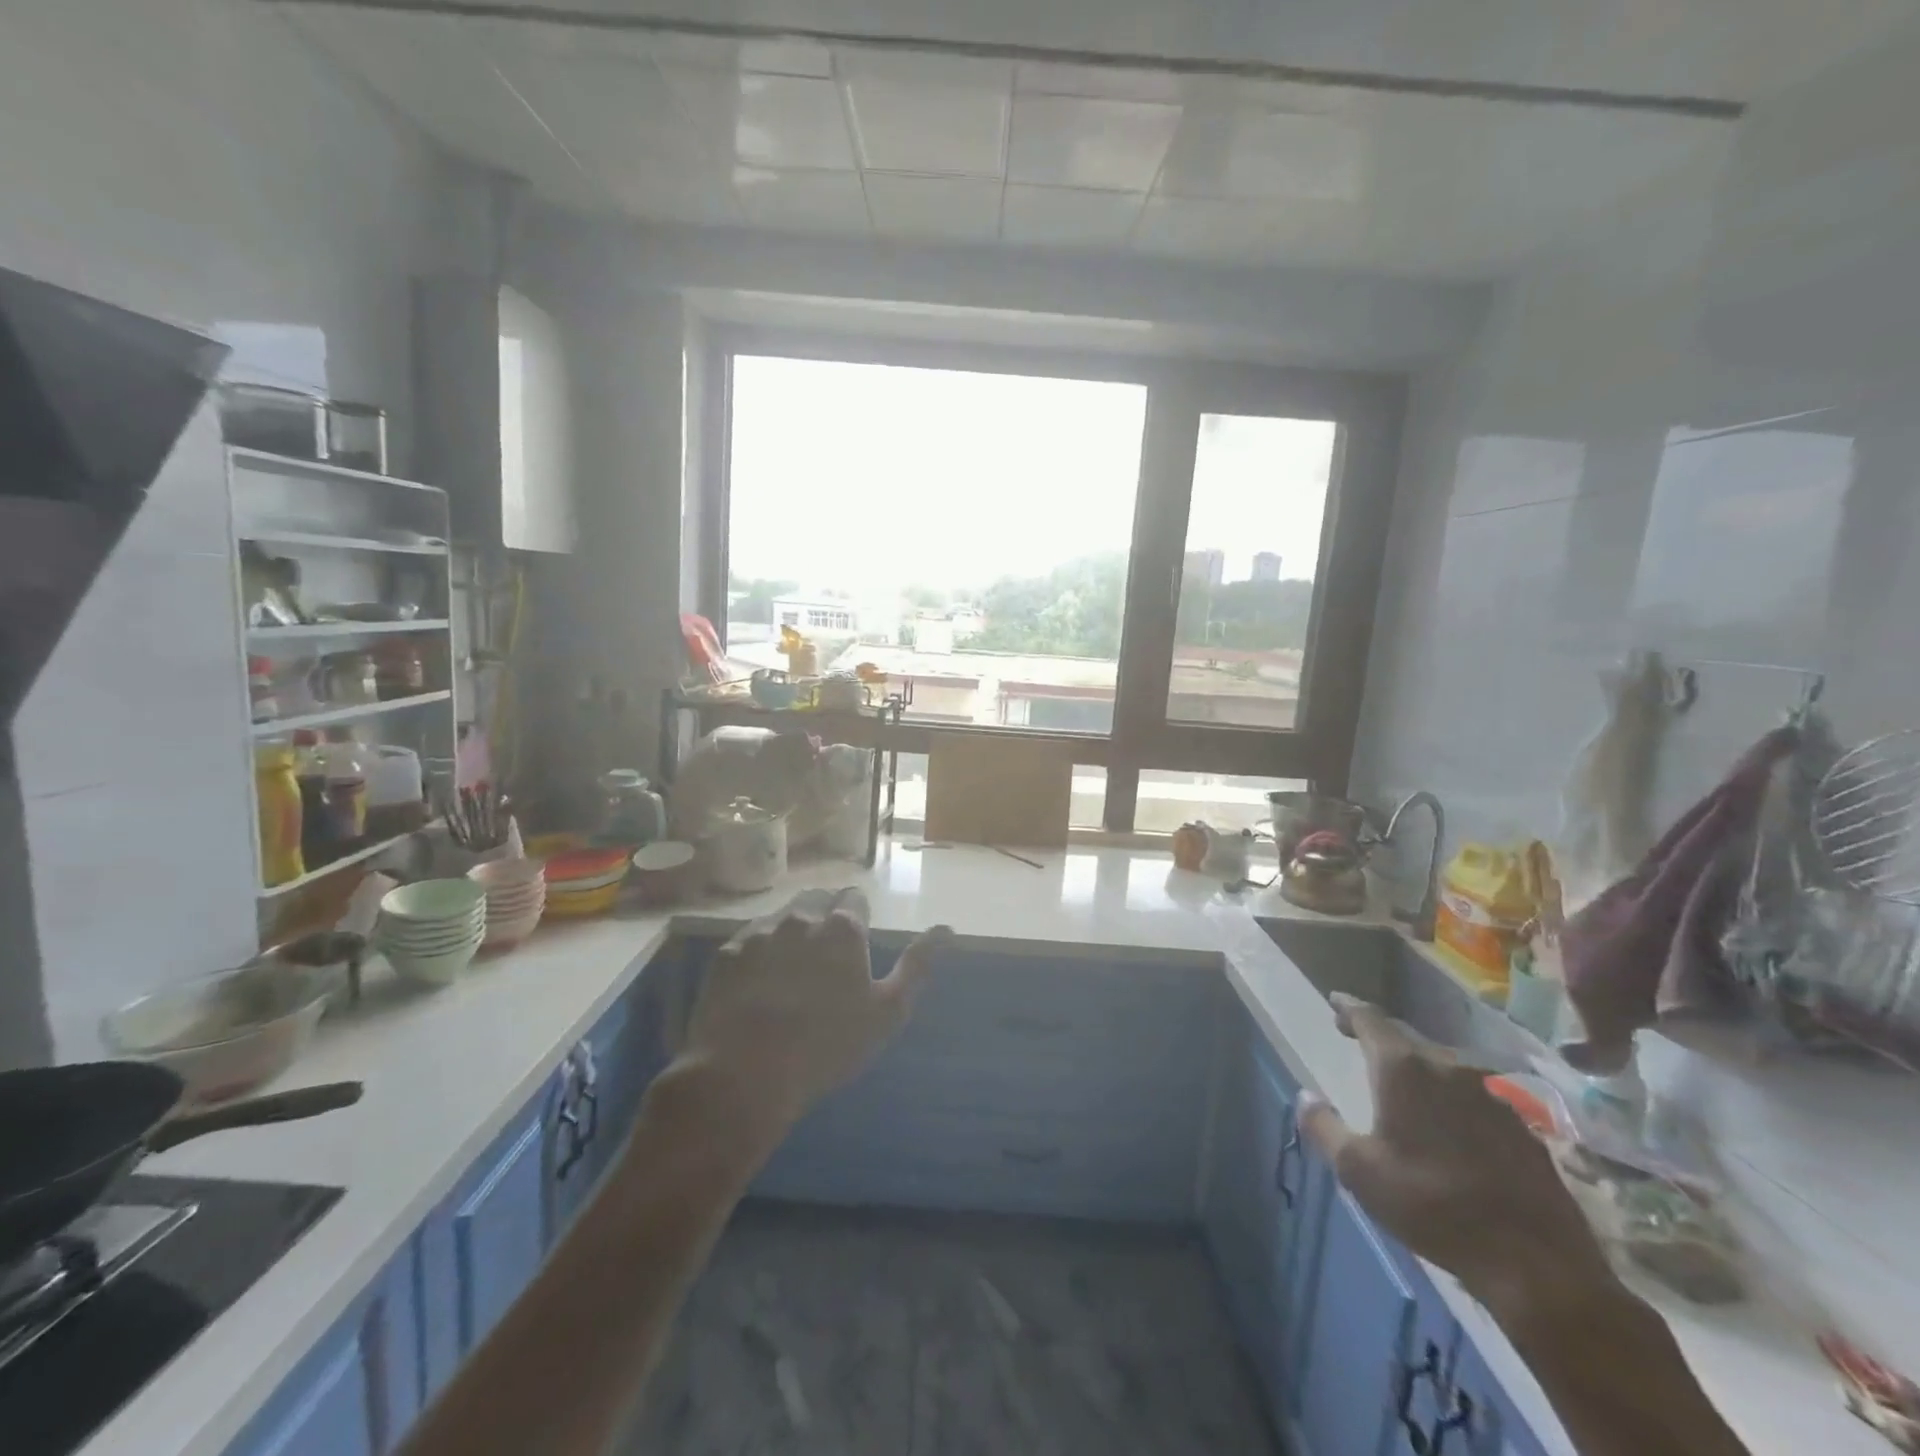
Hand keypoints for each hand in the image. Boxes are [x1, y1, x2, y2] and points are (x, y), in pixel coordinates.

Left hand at [681, 889, 948, 1148]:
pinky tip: (760, 982)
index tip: (857, 946)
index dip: (859, 918)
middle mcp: (801, 917)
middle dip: (826, 916)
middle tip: (827, 957)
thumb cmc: (827, 1046)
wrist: (744, 1074)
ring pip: (783, 914)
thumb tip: (946, 928)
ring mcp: (759, 932)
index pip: (855, 898)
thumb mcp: (887, 1011)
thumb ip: (917, 964)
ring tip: (793, 968)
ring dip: (793, 928)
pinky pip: (751, 937)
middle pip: (818, 898)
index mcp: (842, 928)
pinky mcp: (727, 952)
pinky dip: (761, 949)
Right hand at [1297, 995, 1612, 1315]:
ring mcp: (1492, 1094)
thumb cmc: (1432, 1206)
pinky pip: (1474, 1096)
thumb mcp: (1358, 1172)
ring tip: (1402, 1084)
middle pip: (1407, 1038)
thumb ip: (1324, 1127)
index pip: (1370, 1019)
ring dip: (1419, 1069)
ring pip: (1443, 1066)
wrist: (1538, 1264)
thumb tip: (1305, 1096)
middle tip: (1358, 1040)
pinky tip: (1449, 1125)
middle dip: (1380, 1037)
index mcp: (1403, 1068)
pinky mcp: (1522, 1126)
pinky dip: (1451, 1098)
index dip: (1349, 1009)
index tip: (1335, 1003)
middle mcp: (1448, 1066)